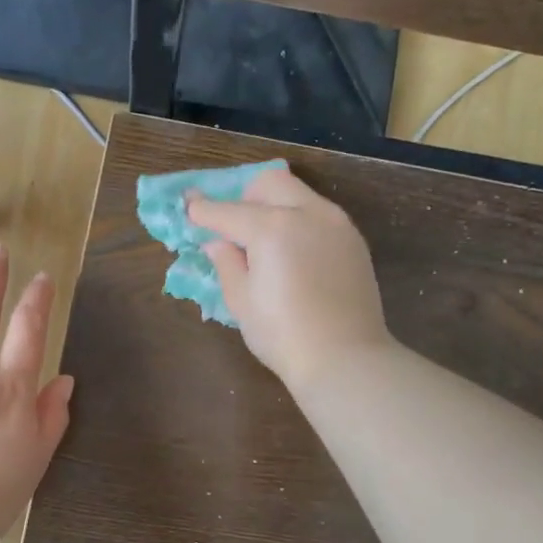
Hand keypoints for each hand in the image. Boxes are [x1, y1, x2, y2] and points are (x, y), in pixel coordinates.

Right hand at [186, 165, 391, 386]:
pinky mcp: (354, 240)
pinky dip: (299, 222)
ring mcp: (336, 223)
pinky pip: (320, 215)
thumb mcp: (241, 301)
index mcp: (272, 228)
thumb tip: (218, 242)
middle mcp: (307, 213)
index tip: (189, 208)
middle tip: (234, 229)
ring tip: (265, 244)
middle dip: (245, 197)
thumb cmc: (283, 335)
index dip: (202, 210)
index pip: (227, 211)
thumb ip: (226, 263)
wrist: (344, 358)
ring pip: (298, 194)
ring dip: (275, 207)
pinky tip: (294, 256)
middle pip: (268, 183)